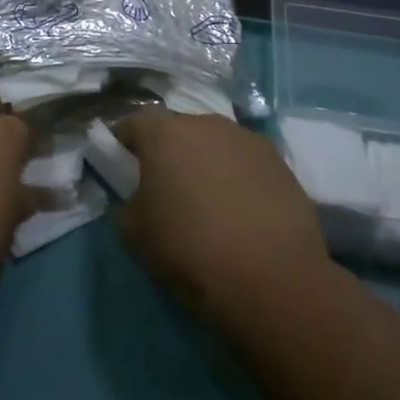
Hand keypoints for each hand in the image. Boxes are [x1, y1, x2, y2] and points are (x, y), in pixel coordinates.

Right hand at [112, 111, 330, 325]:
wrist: (272, 277)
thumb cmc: (190, 250)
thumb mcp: (136, 235)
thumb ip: (126, 206)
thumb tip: (137, 199)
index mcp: (164, 134)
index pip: (133, 124)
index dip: (123, 144)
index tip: (121, 166)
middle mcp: (205, 122)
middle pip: (177, 130)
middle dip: (169, 153)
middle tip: (167, 189)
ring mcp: (246, 138)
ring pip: (214, 143)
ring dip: (206, 163)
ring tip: (210, 203)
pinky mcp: (279, 160)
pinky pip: (245, 162)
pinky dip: (239, 178)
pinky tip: (244, 212)